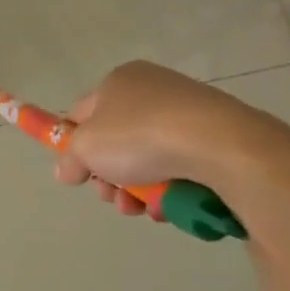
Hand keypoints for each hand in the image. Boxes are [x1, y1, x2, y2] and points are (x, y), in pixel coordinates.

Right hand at [54, 61, 289, 214]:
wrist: (224, 147)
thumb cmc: (141, 137)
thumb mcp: (86, 149)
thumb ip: (69, 160)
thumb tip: (65, 172)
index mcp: (120, 80)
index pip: (82, 114)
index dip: (74, 145)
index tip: (78, 175)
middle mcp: (154, 89)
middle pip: (116, 141)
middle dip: (110, 177)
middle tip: (112, 197)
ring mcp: (189, 112)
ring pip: (149, 158)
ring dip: (138, 189)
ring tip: (142, 210)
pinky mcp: (219, 137)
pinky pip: (182, 165)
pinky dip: (171, 187)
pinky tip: (170, 206)